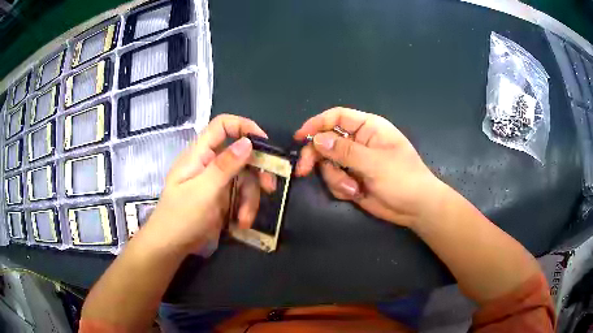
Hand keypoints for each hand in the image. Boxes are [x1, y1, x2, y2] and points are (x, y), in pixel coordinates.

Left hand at [139, 114, 267, 254]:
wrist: (171, 246)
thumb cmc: (181, 217)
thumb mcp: (203, 191)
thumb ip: (225, 166)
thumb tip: (248, 141)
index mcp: (199, 154)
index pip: (222, 126)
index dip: (244, 127)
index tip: (264, 143)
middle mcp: (209, 164)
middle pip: (240, 156)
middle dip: (256, 173)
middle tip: (269, 187)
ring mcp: (216, 182)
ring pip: (244, 180)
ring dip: (250, 200)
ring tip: (244, 220)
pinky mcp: (222, 199)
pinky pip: (241, 196)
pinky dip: (245, 209)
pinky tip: (240, 224)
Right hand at [294, 107, 444, 227]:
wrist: (415, 208)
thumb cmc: (403, 178)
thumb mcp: (374, 162)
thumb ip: (345, 151)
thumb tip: (318, 140)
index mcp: (368, 128)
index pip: (337, 117)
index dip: (317, 123)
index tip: (300, 137)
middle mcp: (358, 142)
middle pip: (326, 141)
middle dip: (316, 156)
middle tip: (303, 170)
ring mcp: (354, 162)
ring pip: (328, 164)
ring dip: (335, 178)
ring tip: (353, 189)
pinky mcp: (352, 179)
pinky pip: (334, 179)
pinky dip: (341, 188)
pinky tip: (356, 193)